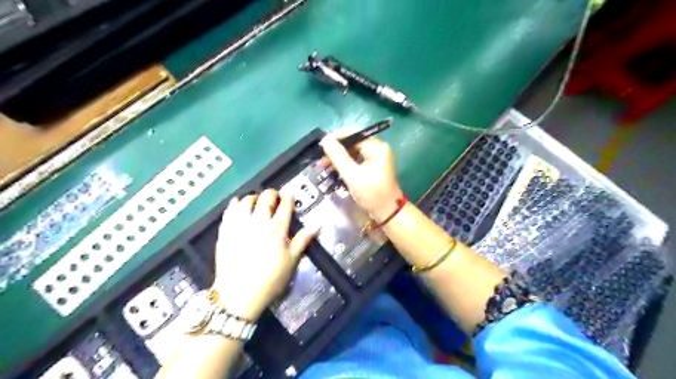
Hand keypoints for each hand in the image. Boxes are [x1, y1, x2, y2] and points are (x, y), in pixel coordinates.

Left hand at [211, 189, 316, 319]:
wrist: (238, 295)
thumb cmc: (269, 280)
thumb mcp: (291, 262)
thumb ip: (302, 241)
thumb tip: (316, 226)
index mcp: (277, 229)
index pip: (284, 206)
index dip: (288, 198)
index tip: (289, 197)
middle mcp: (258, 223)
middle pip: (265, 199)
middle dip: (271, 194)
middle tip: (274, 197)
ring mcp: (240, 226)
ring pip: (246, 201)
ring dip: (253, 197)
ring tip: (256, 200)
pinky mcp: (226, 232)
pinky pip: (229, 212)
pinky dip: (234, 205)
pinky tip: (237, 204)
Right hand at [320, 134, 402, 221]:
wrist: (387, 213)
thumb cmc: (372, 194)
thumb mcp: (352, 175)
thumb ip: (338, 156)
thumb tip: (325, 140)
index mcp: (376, 147)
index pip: (353, 134)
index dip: (336, 138)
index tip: (321, 146)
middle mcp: (377, 148)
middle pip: (352, 143)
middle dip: (336, 151)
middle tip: (321, 160)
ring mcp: (375, 158)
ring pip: (352, 152)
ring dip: (338, 159)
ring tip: (324, 167)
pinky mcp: (372, 166)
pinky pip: (355, 160)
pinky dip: (344, 165)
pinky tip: (334, 171)